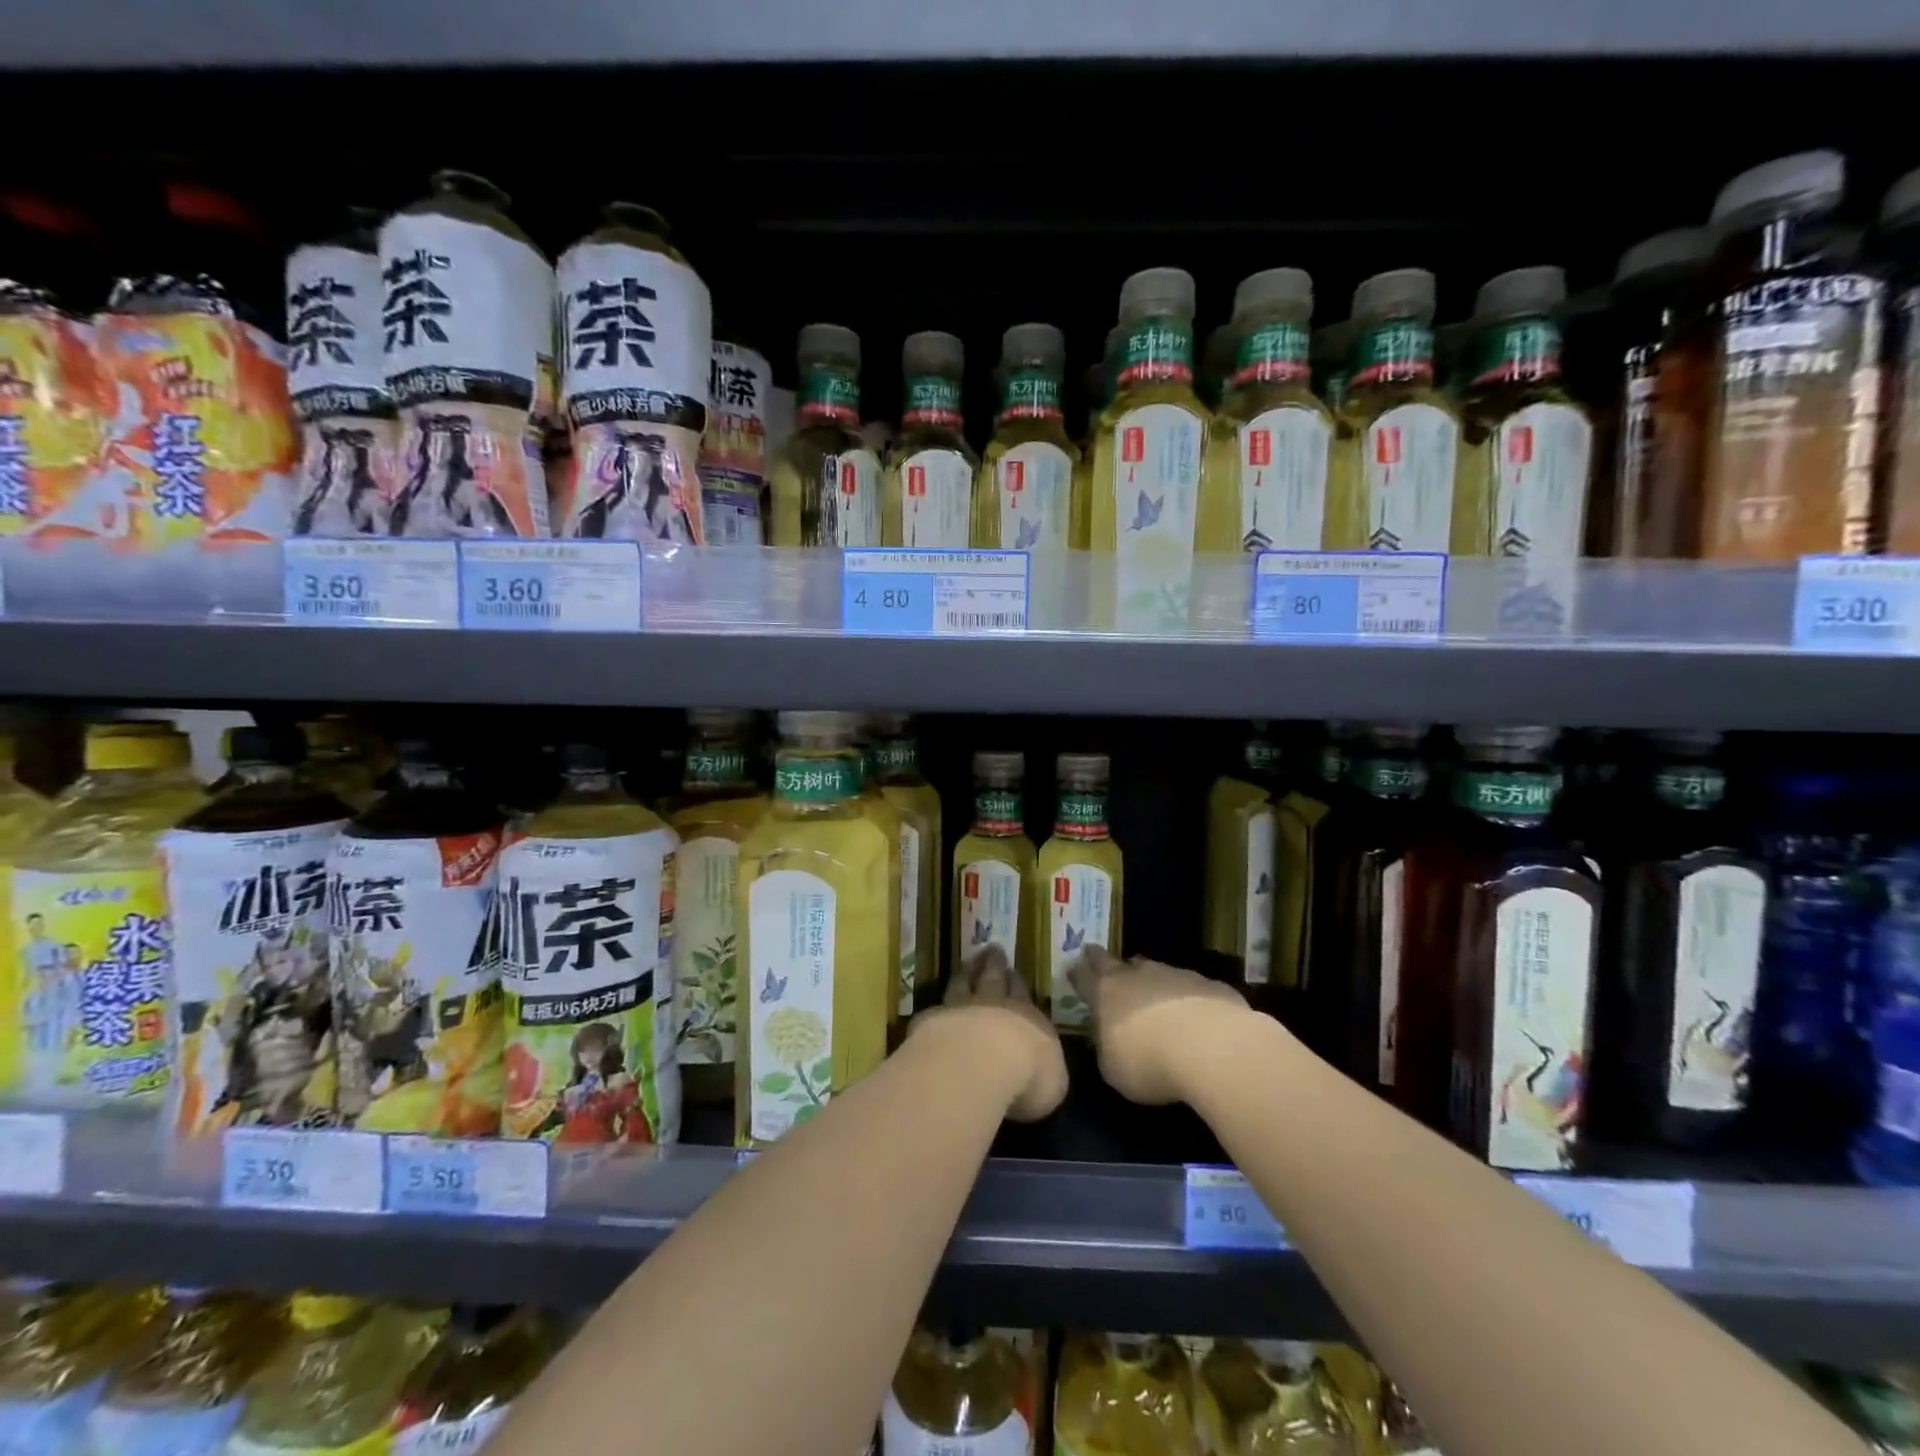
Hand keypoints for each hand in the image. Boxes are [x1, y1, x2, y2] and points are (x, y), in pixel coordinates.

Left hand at [913, 945, 1066, 1121]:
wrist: (983, 1062)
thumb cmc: (1029, 1074)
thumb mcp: (1053, 1081)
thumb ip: (1047, 1071)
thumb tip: (1044, 1071)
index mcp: (1027, 1017)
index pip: (1022, 994)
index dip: (1017, 982)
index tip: (1012, 970)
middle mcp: (993, 1006)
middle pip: (993, 979)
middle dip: (994, 964)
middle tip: (993, 949)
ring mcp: (961, 1009)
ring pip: (963, 984)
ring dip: (966, 972)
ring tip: (967, 962)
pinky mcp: (933, 1021)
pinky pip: (936, 1008)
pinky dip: (939, 1006)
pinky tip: (935, 1005)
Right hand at [1069, 947, 1249, 1104]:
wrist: (1211, 1046)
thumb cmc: (1149, 1062)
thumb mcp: (1114, 1069)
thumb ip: (1108, 1049)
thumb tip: (1111, 1041)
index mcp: (1106, 994)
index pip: (1084, 977)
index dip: (1078, 973)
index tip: (1073, 968)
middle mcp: (1137, 976)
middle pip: (1115, 963)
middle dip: (1104, 961)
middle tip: (1097, 957)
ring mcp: (1174, 975)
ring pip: (1154, 970)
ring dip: (1148, 979)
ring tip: (1149, 991)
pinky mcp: (1208, 984)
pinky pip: (1190, 987)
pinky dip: (1185, 996)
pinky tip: (1193, 1015)